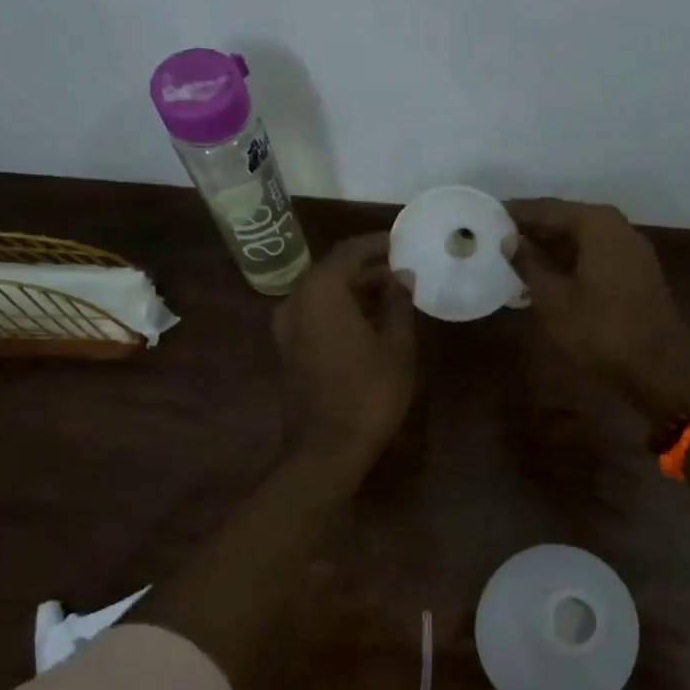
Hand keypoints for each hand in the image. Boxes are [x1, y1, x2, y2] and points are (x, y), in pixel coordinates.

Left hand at [273, 233, 416, 475]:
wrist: (326, 449)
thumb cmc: (369, 393)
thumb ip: (399, 303)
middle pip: (333, 270)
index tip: (403, 241)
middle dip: (368, 266)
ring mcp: (286, 326)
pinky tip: (370, 319)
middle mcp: (296, 300)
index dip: (378, 243)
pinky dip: (341, 308)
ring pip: (323, 293)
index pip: (350, 251)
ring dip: (355, 288)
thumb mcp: (396, 345)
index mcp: (321, 291)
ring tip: (393, 293)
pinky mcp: (287, 348)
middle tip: (403, 268)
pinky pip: (316, 313)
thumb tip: (402, 277)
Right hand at [506, 199, 689, 423]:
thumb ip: (528, 264)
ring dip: (550, 249)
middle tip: (496, 240)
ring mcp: (631, 250)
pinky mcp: (637, 273)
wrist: (659, 367)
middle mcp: (617, 227)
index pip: (546, 208)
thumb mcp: (553, 299)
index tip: (486, 216)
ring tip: (515, 260)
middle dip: (532, 231)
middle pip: (566, 220)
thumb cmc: (600, 330)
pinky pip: (595, 257)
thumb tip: (509, 240)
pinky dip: (570, 263)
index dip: (515, 214)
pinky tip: (546, 278)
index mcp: (596, 223)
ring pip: (581, 240)